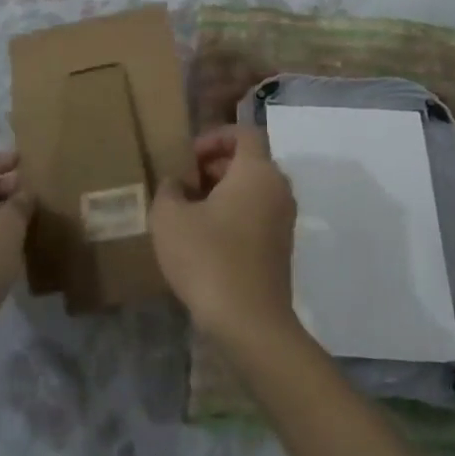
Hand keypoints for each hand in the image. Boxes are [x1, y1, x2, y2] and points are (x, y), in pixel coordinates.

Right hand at [150, 125, 299, 350]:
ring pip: (253, 189)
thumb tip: (177, 183)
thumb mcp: (169, 218)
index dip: (215, 137)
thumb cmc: (208, 258)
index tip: (188, 157)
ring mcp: (284, 219)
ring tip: (190, 211)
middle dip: (215, 166)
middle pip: (249, 161)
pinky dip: (235, 214)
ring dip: (223, 192)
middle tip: (184, 183)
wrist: (250, 321)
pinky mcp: (282, 247)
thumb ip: (169, 189)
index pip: (244, 134)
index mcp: (257, 171)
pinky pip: (257, 214)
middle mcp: (278, 188)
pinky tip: (206, 238)